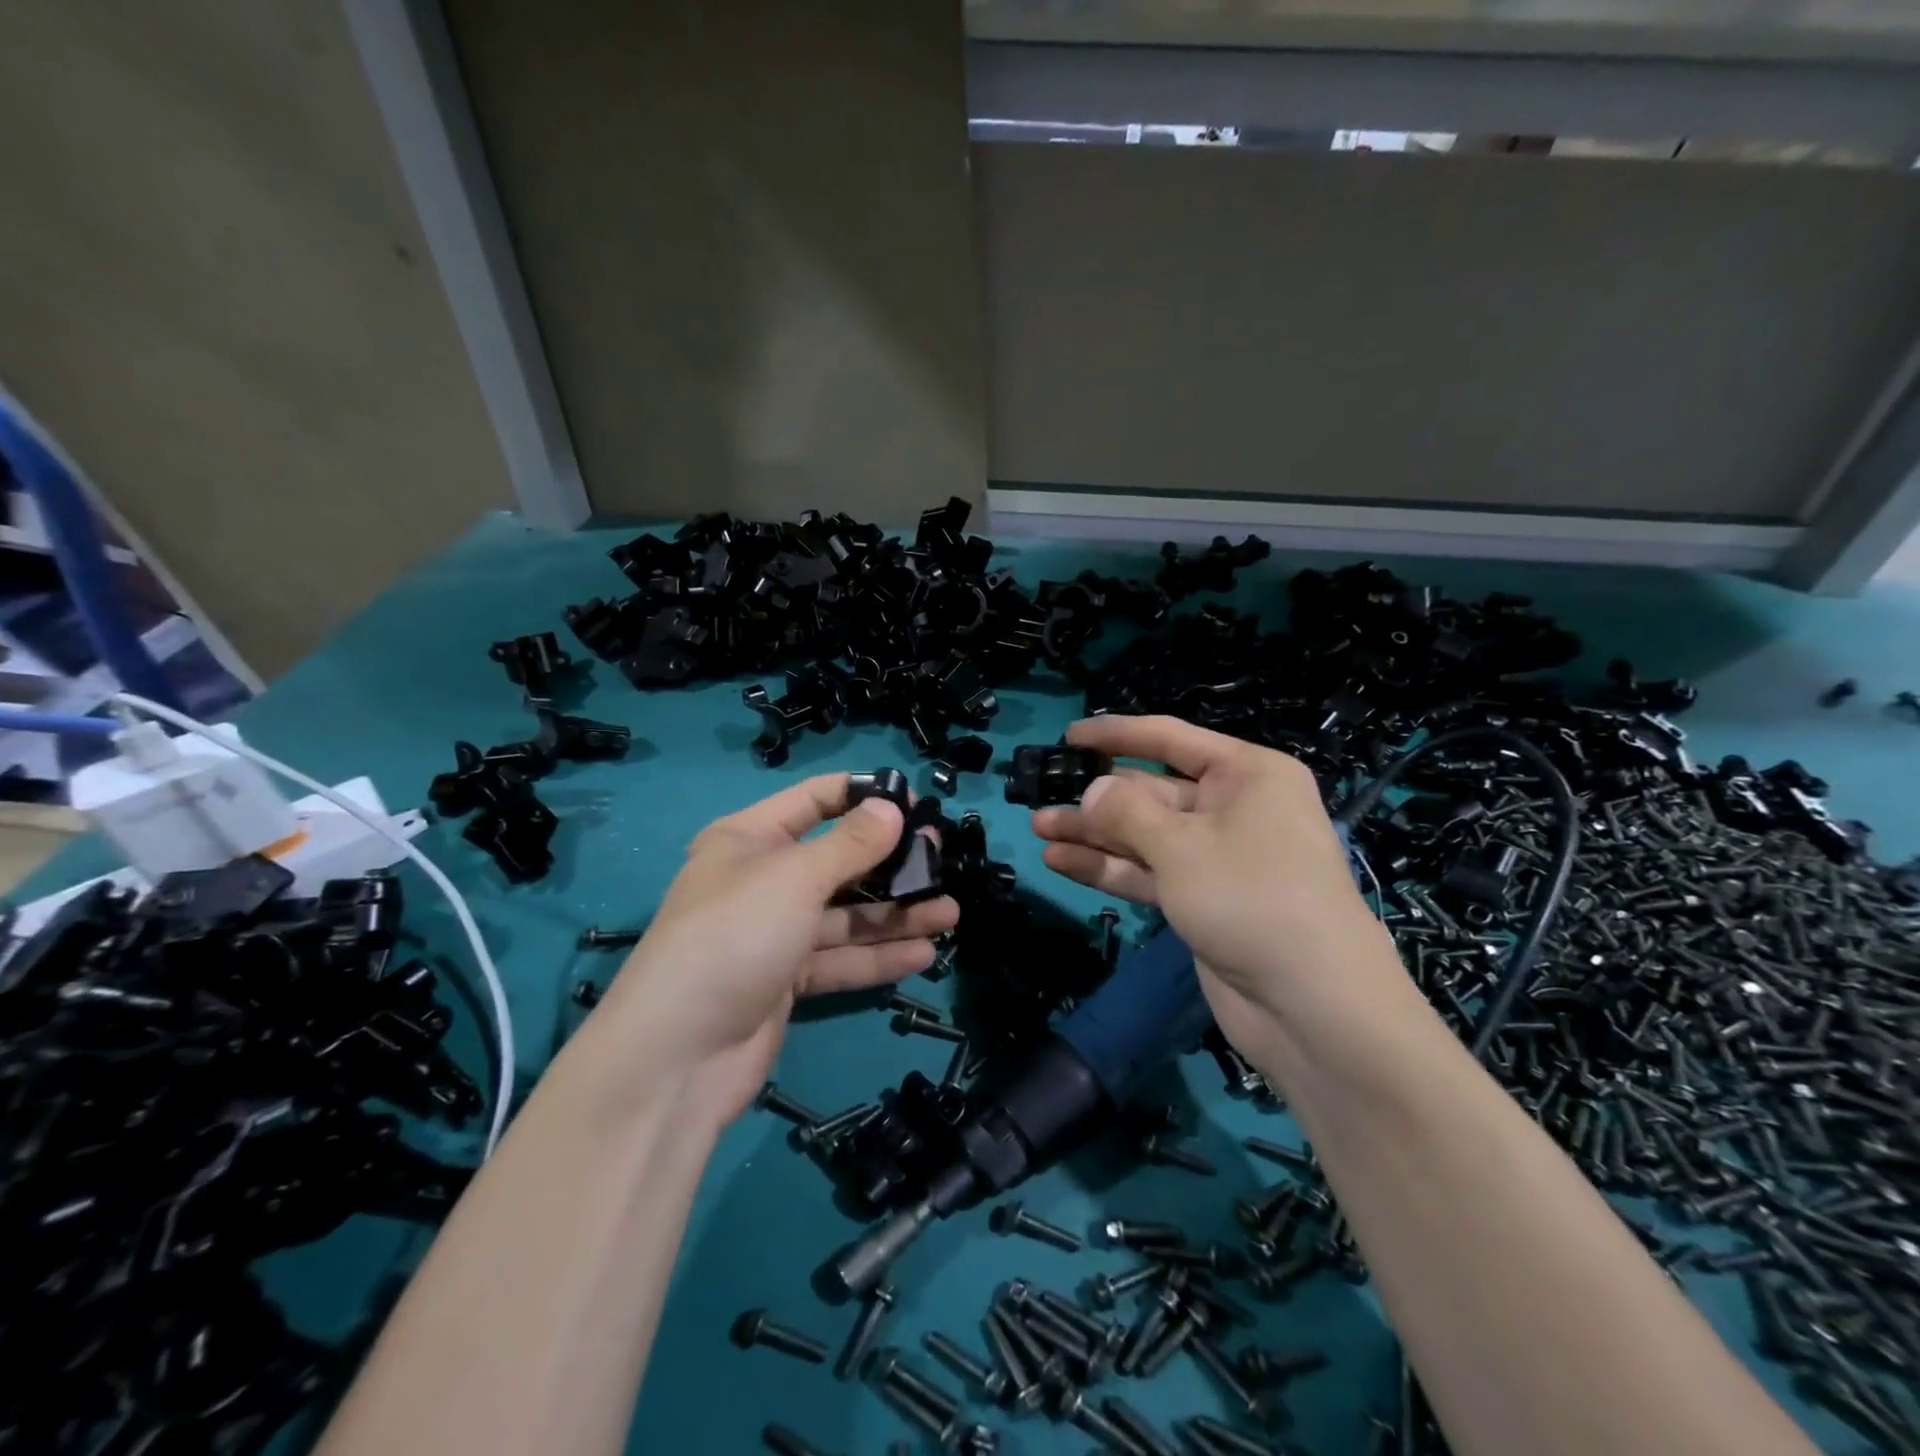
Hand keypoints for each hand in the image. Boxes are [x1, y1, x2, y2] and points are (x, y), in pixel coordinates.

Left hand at [595, 775, 957, 1121]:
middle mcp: (762, 881)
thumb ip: (850, 844)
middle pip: (837, 861)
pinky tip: (923, 954)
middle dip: (890, 861)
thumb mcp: (795, 878)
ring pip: (845, 915)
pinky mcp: (786, 981)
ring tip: (949, 913)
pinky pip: (840, 959)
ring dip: (896, 915)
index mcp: (749, 839)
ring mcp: (774, 934)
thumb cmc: (734, 937)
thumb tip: (891, 808)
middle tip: (942, 860)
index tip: (915, 802)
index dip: (863, 796)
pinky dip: (878, 957)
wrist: (676, 1058)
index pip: (814, 801)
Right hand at [1030, 715, 1409, 1064]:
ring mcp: (1219, 859)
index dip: (1117, 735)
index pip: (1170, 740)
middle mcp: (1234, 809)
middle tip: (1042, 796)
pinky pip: (1150, 873)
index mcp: (1246, 775)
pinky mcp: (1204, 901)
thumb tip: (1093, 790)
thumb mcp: (1181, 846)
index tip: (1069, 736)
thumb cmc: (1251, 898)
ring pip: (1145, 836)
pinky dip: (1111, 868)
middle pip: (1153, 792)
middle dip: (1098, 797)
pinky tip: (1061, 862)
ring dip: (1095, 834)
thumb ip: (1127, 813)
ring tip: (1040, 828)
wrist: (1313, 1006)